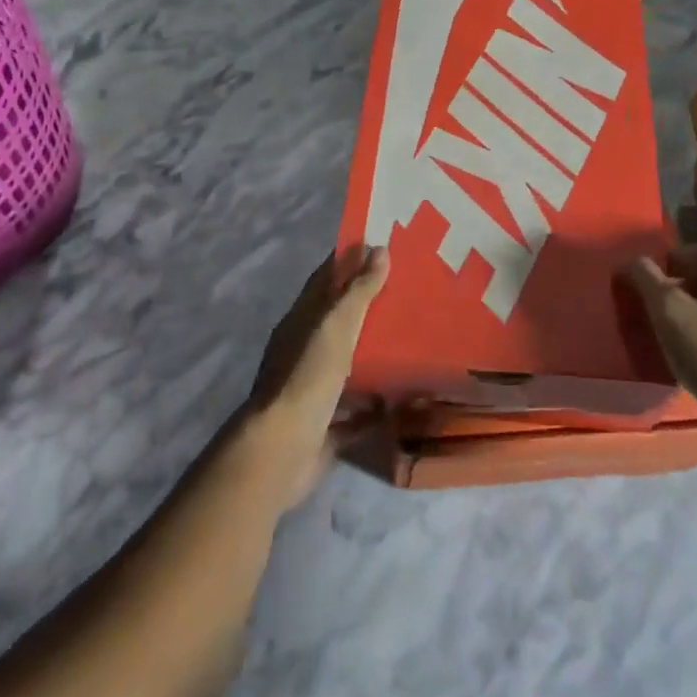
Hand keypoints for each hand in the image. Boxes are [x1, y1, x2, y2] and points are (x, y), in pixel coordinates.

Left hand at [241, 245, 389, 505]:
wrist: (282, 451)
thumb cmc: (308, 377)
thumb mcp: (336, 326)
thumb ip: (358, 291)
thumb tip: (378, 249)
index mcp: (301, 321)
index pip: (325, 279)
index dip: (348, 260)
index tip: (380, 245)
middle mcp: (304, 350)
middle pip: (338, 321)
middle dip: (367, 306)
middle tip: (409, 292)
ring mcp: (312, 389)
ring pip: (347, 363)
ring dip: (372, 354)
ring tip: (413, 341)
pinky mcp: (325, 425)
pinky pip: (356, 410)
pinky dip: (375, 405)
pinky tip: (404, 400)